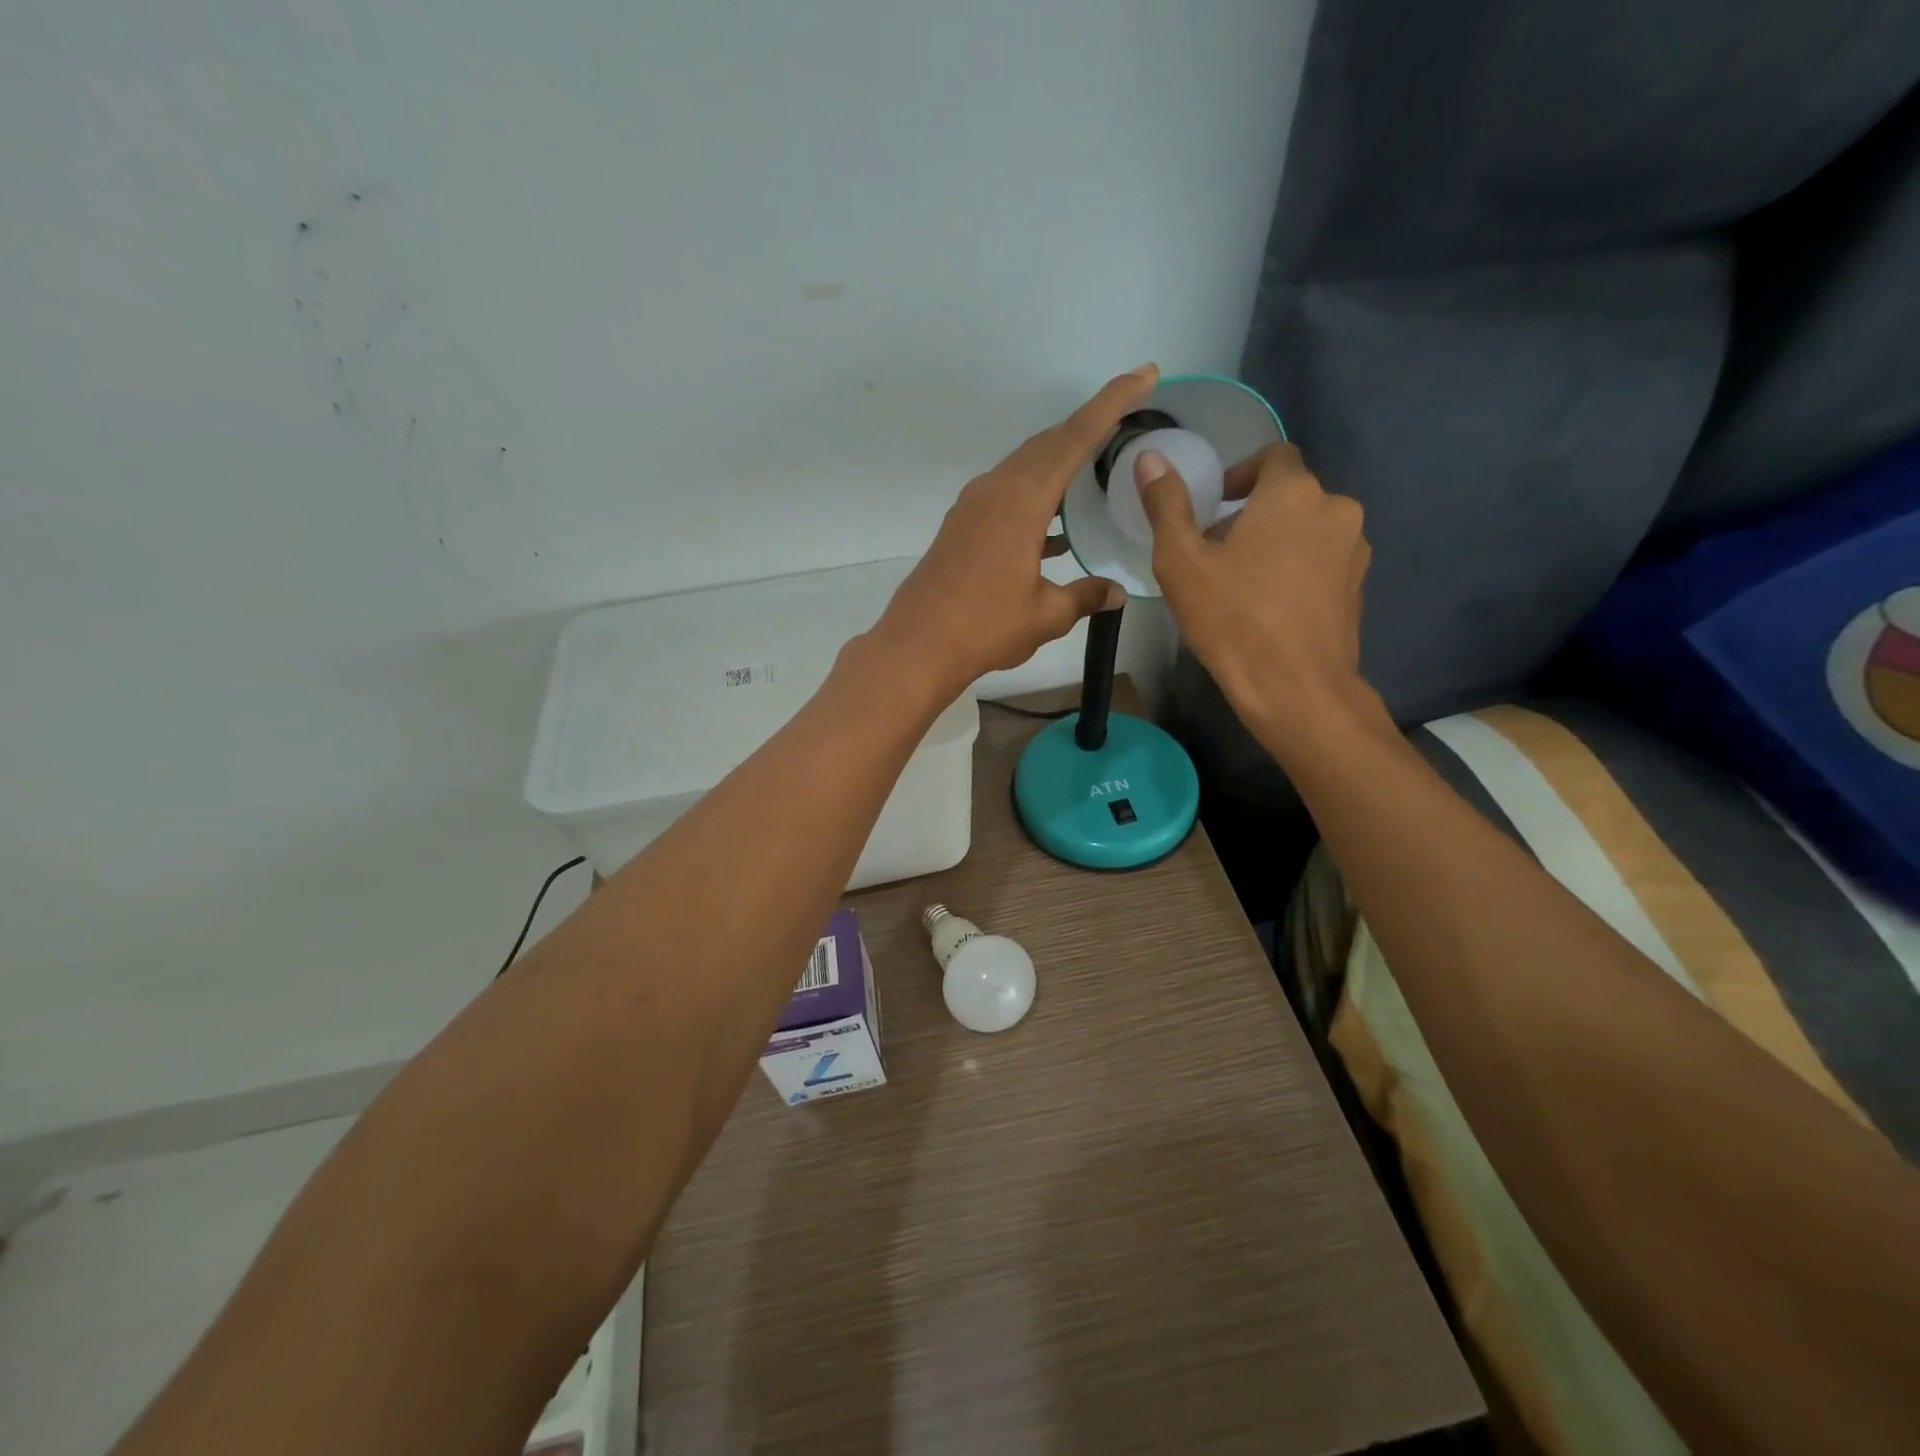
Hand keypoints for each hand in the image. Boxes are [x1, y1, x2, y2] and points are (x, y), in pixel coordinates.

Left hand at [871, 365, 1157, 695]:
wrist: (917, 646)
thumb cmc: (984, 627)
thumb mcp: (1046, 614)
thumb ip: (1085, 596)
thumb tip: (1116, 591)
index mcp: (1021, 500)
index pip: (1075, 437)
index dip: (1112, 403)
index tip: (1144, 375)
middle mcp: (995, 491)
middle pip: (1048, 444)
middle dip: (1088, 426)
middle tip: (1125, 418)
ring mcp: (973, 507)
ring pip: (1024, 469)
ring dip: (1059, 463)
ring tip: (1093, 470)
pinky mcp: (961, 527)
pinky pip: (1007, 496)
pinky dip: (1036, 500)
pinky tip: (1053, 531)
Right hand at [1136, 441, 1375, 751]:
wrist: (1296, 688)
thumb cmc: (1232, 619)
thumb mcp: (1181, 562)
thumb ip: (1167, 505)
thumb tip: (1149, 457)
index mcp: (1294, 492)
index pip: (1272, 456)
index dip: (1240, 475)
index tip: (1213, 508)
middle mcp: (1336, 508)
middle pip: (1288, 495)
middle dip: (1251, 515)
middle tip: (1214, 554)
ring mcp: (1354, 550)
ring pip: (1306, 529)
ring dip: (1274, 543)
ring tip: (1240, 584)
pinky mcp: (1359, 587)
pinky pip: (1321, 561)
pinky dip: (1295, 570)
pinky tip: (1268, 607)